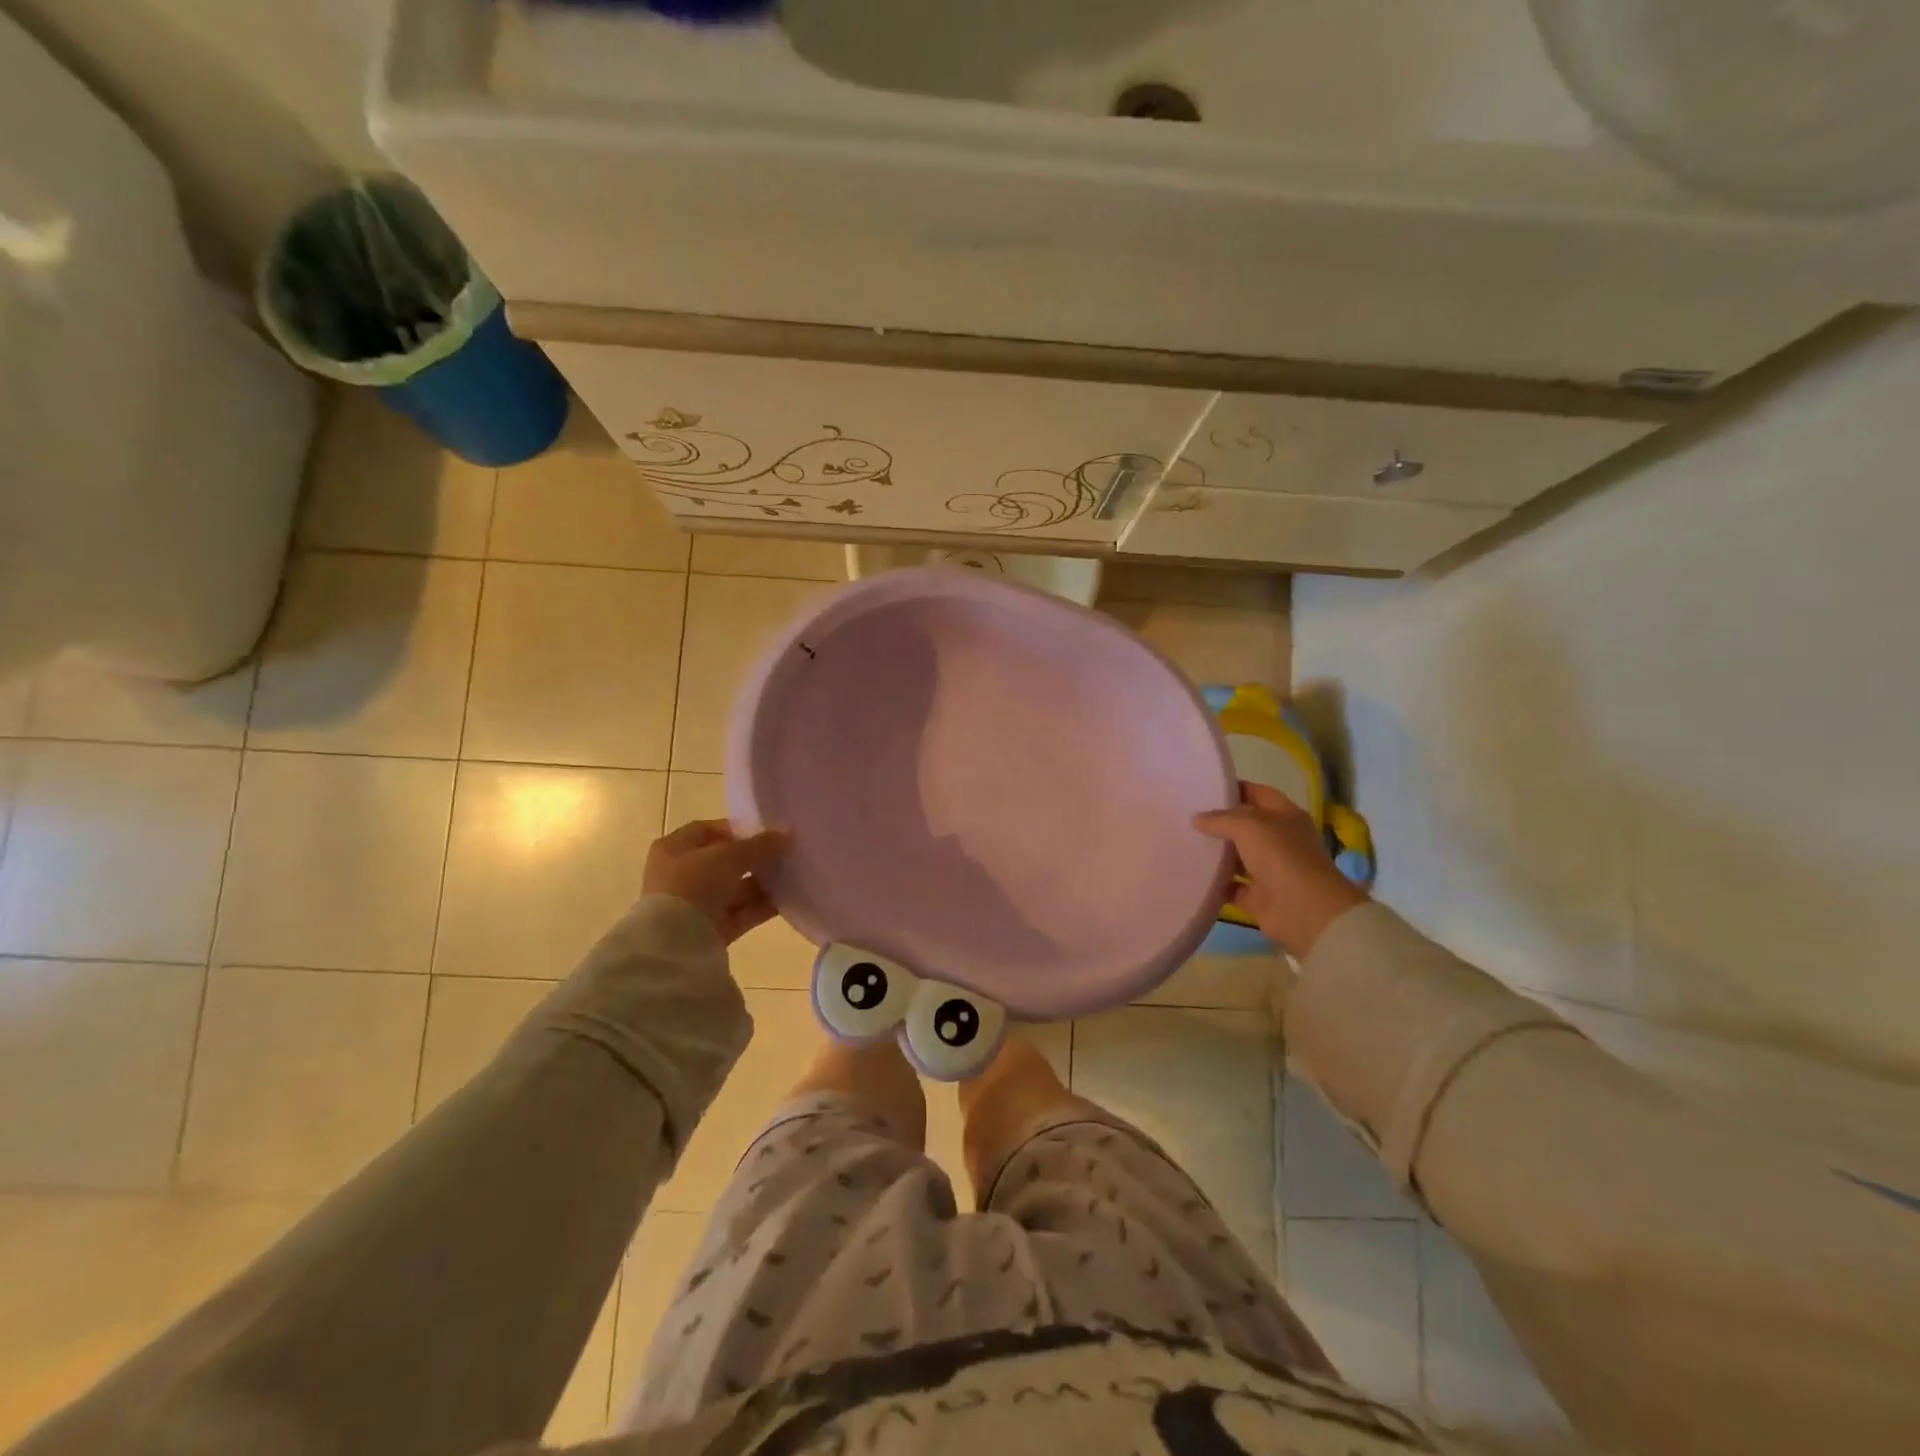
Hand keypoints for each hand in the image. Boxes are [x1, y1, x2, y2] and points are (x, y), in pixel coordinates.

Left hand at [643, 819, 788, 943]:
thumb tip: (786, 835)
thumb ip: (759, 845)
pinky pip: (740, 913)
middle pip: (725, 861)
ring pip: (735, 888)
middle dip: (755, 858)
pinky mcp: (710, 930)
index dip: (737, 829)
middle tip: (784, 855)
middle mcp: (682, 874)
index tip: (767, 833)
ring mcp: (695, 904)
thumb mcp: (729, 856)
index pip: (707, 830)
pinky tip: (788, 899)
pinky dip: (761, 906)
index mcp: (674, 848)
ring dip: (762, 883)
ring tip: (792, 876)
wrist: (674, 943)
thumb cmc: (694, 884)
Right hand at [1194, 783, 1368, 957]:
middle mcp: (1278, 840)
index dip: (1234, 788)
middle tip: (1185, 815)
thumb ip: (1220, 819)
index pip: (1258, 794)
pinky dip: (1214, 883)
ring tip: (1182, 842)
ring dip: (1214, 853)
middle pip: (1244, 826)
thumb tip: (1197, 819)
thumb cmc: (1281, 856)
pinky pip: (1230, 886)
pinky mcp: (1257, 897)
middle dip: (1218, 822)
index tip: (1204, 788)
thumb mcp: (1248, 826)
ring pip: (1236, 857)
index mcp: (1285, 816)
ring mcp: (1268, 870)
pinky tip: (1190, 873)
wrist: (1304, 910)